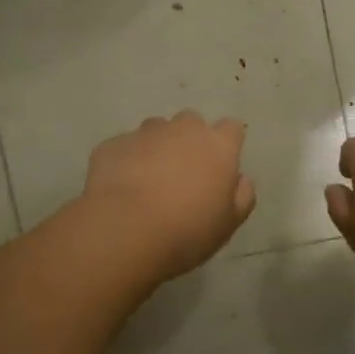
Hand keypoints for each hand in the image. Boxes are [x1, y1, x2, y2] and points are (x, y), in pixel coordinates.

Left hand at [81, 112, 256, 281]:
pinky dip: (127, 160)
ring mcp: (144, 133)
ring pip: (156, 130)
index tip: (220, 166)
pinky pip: (126, 147)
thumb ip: (242, 196)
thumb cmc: (187, 230)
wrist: (124, 230)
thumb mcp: (228, 224)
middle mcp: (183, 129)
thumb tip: (240, 180)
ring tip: (148, 180)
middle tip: (183, 174)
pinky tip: (122, 188)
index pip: (231, 128)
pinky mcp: (113, 144)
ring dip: (157, 147)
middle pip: (191, 122)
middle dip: (189, 140)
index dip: (227, 144)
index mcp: (218, 145)